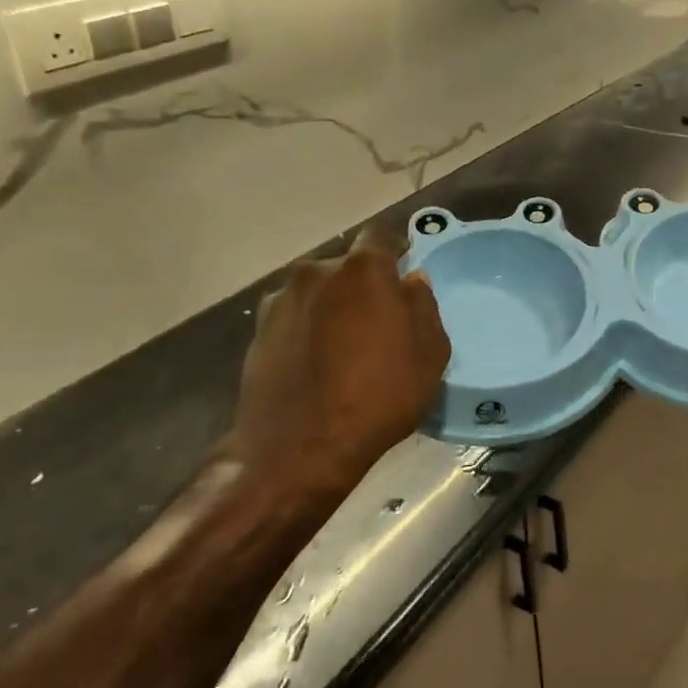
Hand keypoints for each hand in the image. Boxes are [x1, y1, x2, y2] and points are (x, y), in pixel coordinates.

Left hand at [224, 227, 450, 507]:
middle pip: (346, 266)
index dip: (396, 251)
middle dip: (363, 284)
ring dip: (332, 306)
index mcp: (362, 270)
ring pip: (317, 290)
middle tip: (376, 320)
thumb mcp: (429, 354)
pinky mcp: (257, 330)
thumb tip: (410, 282)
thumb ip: (423, 306)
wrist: (298, 450)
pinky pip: (294, 316)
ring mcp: (281, 300)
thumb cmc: (378, 398)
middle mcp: (316, 272)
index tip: (404, 275)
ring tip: (342, 347)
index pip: (381, 236)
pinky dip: (307, 328)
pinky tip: (315, 363)